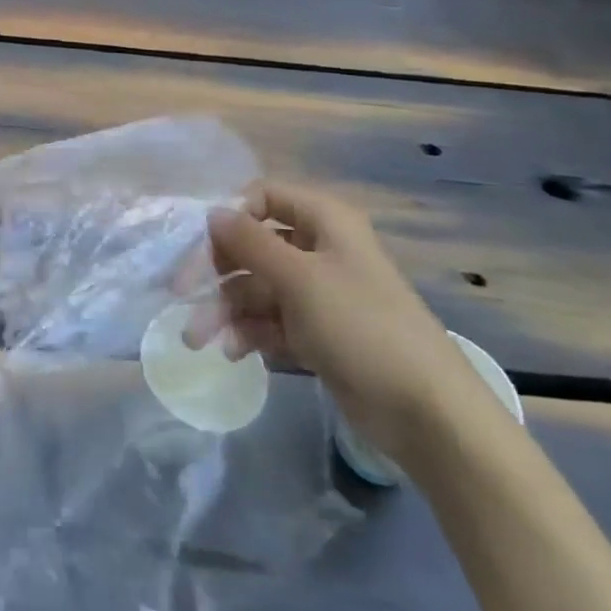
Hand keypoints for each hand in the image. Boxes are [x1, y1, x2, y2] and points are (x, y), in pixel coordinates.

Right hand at [198, 182, 497, 471]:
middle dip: (218, 272)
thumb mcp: (298, 278)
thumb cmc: (361, 327)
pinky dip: (249, 332)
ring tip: (198, 338)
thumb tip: (212, 211)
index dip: (231, 215)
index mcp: (325, 223)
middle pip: (254, 246)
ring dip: (226, 309)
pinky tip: (233, 352)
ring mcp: (319, 294)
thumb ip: (249, 241)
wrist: (428, 413)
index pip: (264, 197)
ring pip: (257, 288)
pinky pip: (271, 321)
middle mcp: (320, 251)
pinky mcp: (318, 333)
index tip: (201, 245)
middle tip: (183, 295)